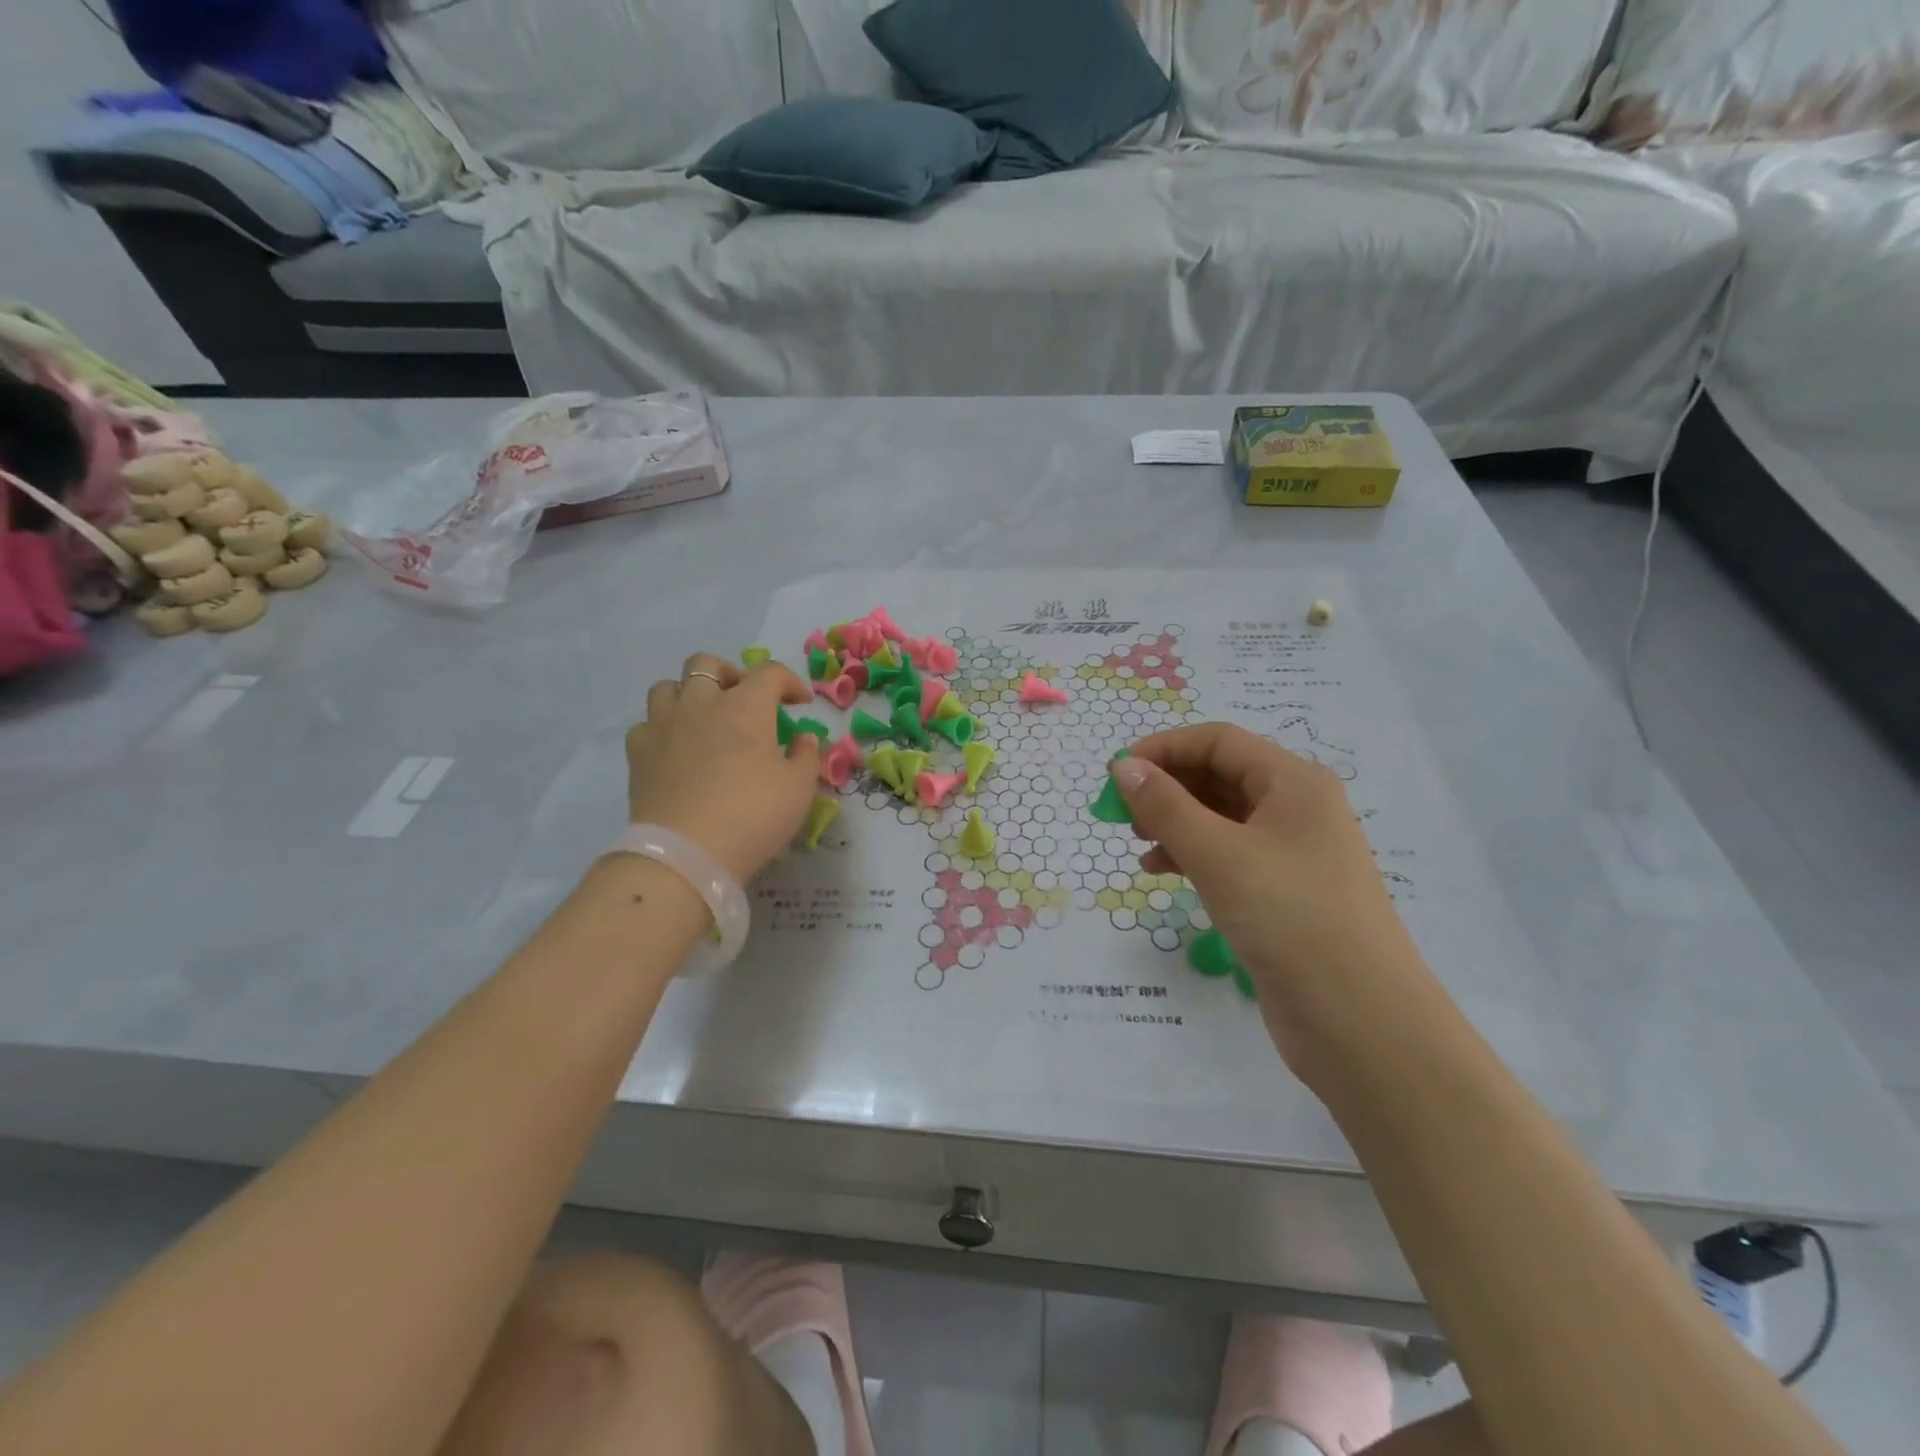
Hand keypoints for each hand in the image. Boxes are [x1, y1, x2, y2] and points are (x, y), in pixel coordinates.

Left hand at [625, 653, 820, 881]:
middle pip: (708, 664)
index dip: (790, 682)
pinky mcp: (638, 752)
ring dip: (690, 694)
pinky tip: (676, 749)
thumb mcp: (799, 789)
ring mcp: (663, 725)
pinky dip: (663, 728)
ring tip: (705, 718)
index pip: (770, 673)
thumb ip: (806, 755)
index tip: (800, 704)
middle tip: (744, 700)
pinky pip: (647, 724)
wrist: (685, 854)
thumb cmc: (752, 815)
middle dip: (730, 674)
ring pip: (669, 686)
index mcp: (745, 706)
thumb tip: (802, 738)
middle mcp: (701, 703)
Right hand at [1113, 724, 1430, 1063]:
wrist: (1360, 1022)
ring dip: (1175, 822)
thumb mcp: (1218, 854)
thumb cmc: (1290, 918)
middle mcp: (1297, 808)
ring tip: (1138, 842)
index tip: (1116, 773)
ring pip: (1221, 818)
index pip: (1218, 742)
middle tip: (1120, 812)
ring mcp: (1292, 853)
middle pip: (1220, 776)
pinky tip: (1161, 872)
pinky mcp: (1282, 893)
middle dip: (1167, 787)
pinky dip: (1191, 856)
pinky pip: (1228, 856)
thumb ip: (1165, 806)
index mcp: (1294, 782)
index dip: (1164, 749)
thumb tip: (1124, 766)